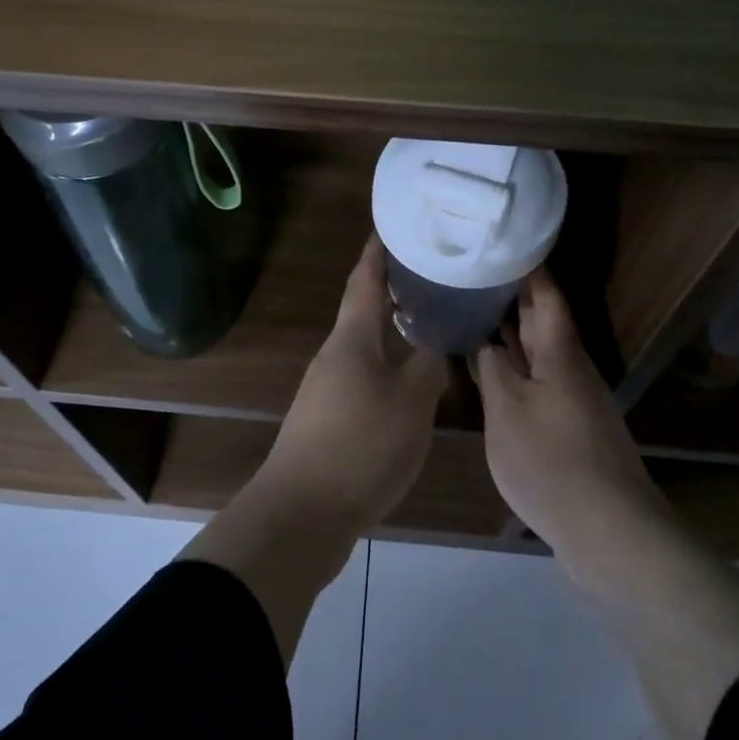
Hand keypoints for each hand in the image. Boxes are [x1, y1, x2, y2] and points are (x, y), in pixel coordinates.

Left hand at [262, 236, 449, 530]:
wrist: (302, 514)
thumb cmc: (360, 446)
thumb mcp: (410, 403)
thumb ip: (428, 367)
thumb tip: (435, 345)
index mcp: (351, 340)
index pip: (364, 281)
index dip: (377, 252)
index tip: (392, 225)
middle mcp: (334, 356)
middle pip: (364, 312)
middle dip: (393, 290)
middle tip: (431, 274)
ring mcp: (326, 390)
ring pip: (365, 347)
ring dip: (392, 331)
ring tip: (429, 323)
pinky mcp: (328, 421)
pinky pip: (364, 378)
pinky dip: (388, 367)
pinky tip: (410, 383)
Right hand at [473, 269, 669, 557]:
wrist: (607, 527)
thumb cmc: (551, 460)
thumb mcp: (508, 409)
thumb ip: (493, 368)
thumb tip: (484, 340)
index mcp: (560, 353)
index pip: (546, 295)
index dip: (528, 268)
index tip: (505, 242)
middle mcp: (571, 368)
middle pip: (544, 321)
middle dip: (514, 296)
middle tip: (475, 274)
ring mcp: (573, 399)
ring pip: (540, 353)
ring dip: (512, 333)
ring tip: (475, 314)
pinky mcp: (570, 426)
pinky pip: (538, 381)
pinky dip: (515, 368)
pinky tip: (492, 373)